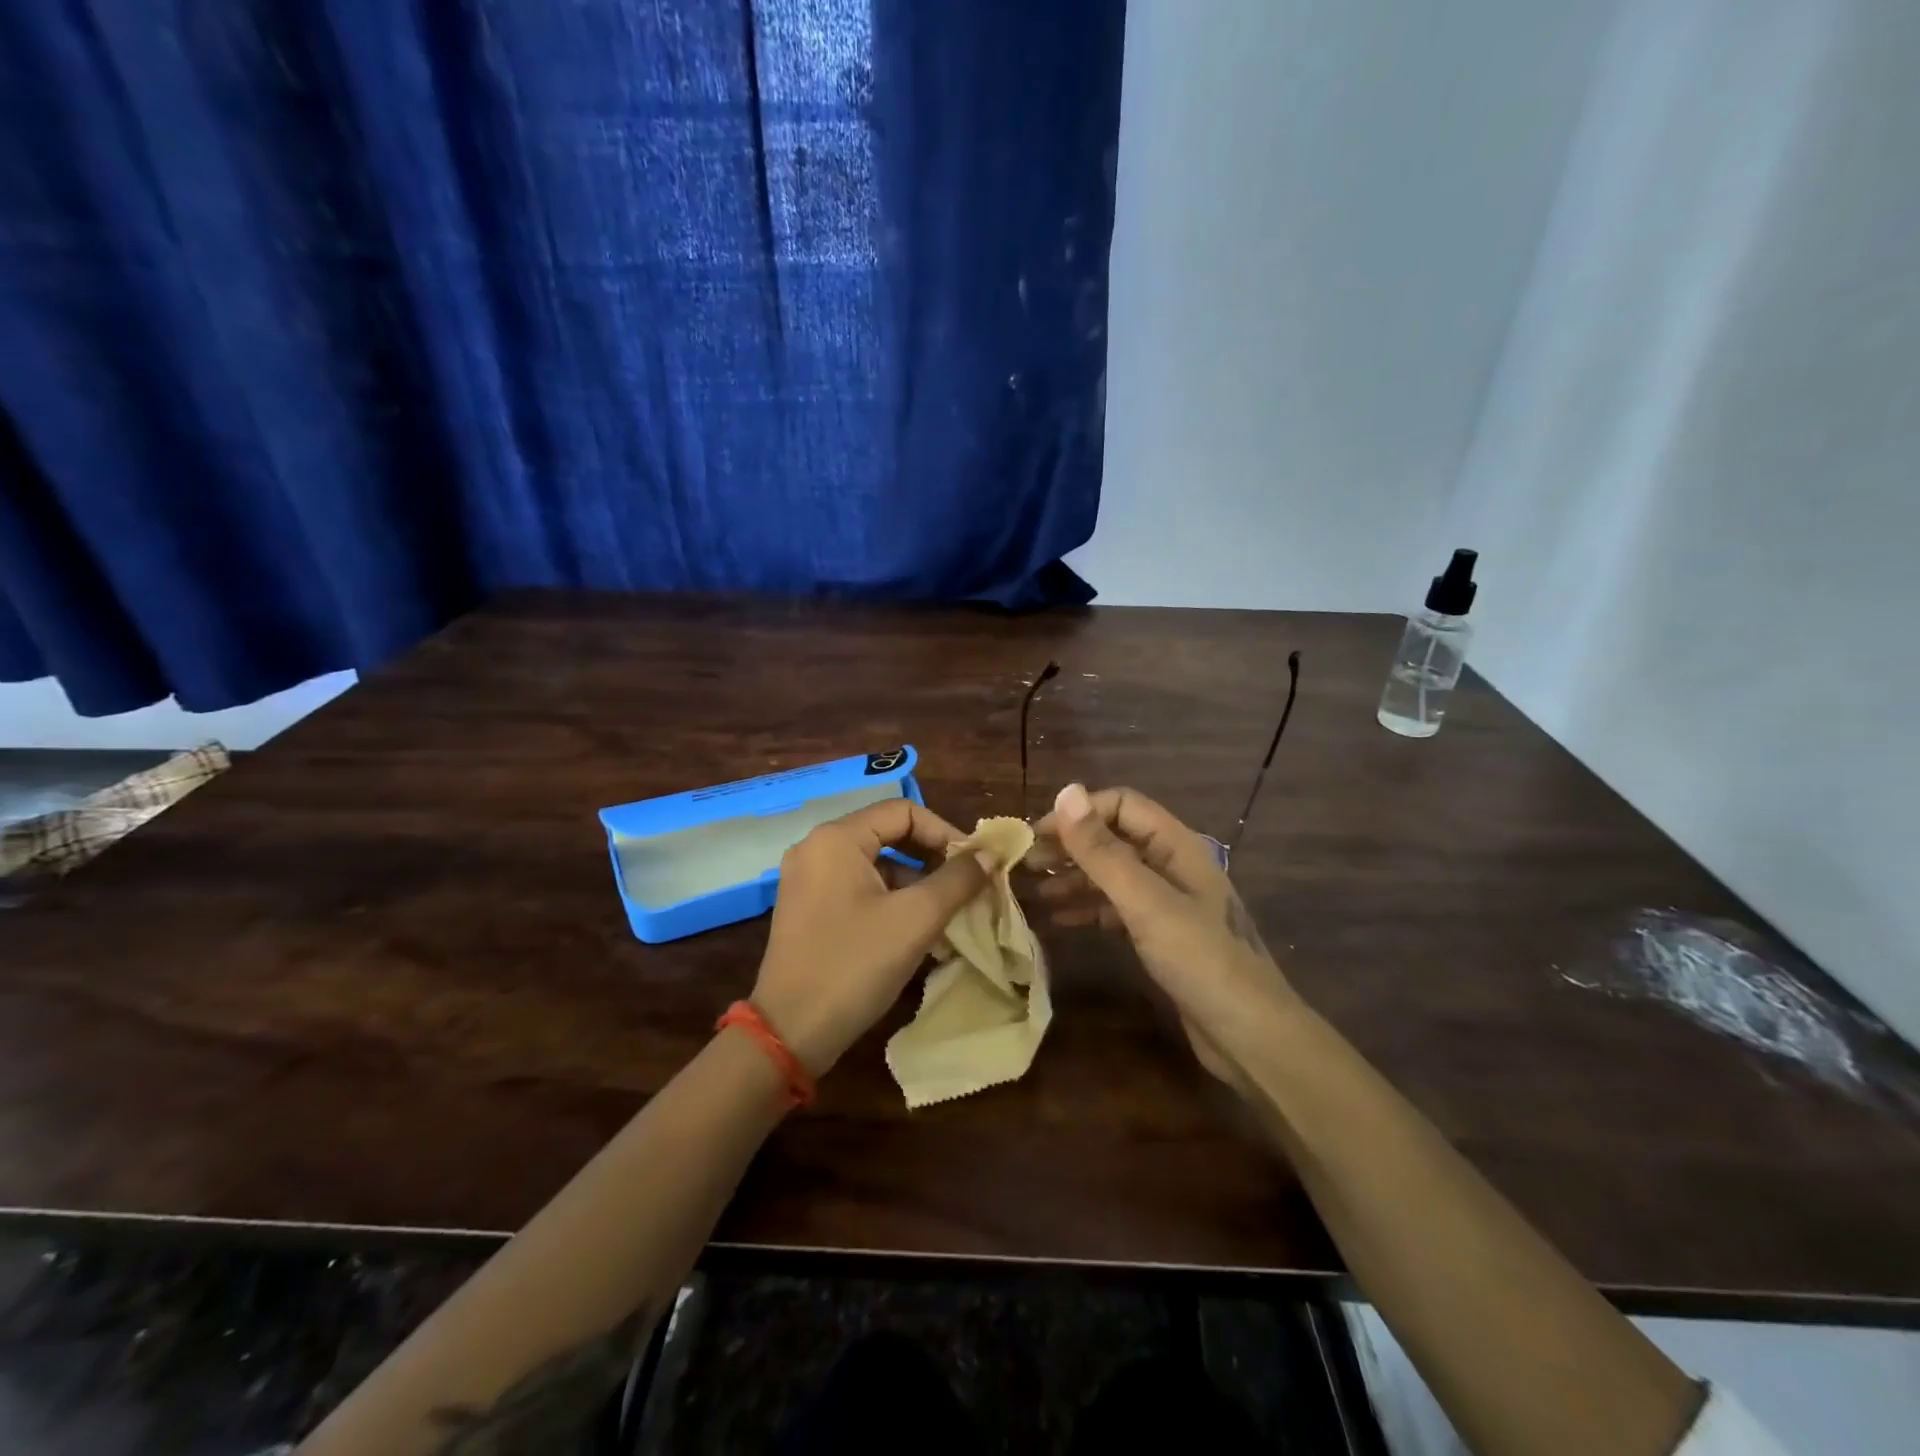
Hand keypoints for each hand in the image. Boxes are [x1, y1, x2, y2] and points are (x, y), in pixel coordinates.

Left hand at [751, 799, 988, 1077]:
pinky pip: (857, 886)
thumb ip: (957, 879)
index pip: (904, 811)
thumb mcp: (915, 919)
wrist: (789, 1032)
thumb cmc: (854, 965)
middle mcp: (816, 848)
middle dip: (931, 856)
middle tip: (965, 884)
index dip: (944, 832)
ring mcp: (807, 879)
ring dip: (914, 880)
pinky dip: (890, 898)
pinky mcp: (807, 908)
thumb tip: (990, 854)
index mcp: (837, 838)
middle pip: (888, 833)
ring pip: (875, 863)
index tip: (974, 864)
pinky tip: (915, 927)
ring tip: (946, 910)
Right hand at [1031, 784, 1297, 1080]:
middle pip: (1114, 839)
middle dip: (1071, 846)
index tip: (1036, 835)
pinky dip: (1089, 909)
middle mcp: (1173, 865)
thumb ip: (1102, 850)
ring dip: (1075, 878)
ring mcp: (1169, 902)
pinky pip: (1119, 908)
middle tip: (1026, 864)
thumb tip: (1065, 791)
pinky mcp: (1163, 935)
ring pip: (1114, 875)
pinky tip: (1061, 921)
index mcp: (1176, 845)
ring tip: (1035, 892)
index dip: (1078, 813)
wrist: (1249, 1035)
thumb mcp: (1144, 901)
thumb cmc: (1198, 959)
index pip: (1120, 805)